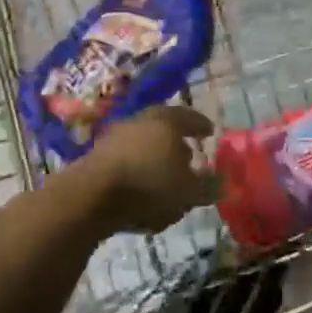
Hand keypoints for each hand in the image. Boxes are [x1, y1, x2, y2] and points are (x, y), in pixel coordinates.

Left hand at [83, 106, 219, 233]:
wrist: (89, 196)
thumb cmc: (149, 185)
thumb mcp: (188, 191)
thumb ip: (207, 187)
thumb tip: (221, 183)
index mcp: (166, 120)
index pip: (188, 116)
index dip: (200, 125)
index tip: (209, 132)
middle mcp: (140, 121)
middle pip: (162, 127)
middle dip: (176, 141)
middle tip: (188, 154)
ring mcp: (114, 137)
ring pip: (142, 143)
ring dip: (154, 157)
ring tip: (165, 176)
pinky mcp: (95, 157)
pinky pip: (124, 161)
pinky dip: (136, 170)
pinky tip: (141, 189)